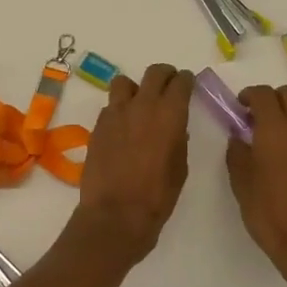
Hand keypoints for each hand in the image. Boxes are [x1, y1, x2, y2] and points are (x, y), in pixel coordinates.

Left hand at [72, 63, 193, 260]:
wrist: (116, 214)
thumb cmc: (157, 196)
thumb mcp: (180, 167)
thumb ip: (178, 139)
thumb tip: (174, 128)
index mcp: (169, 114)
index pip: (180, 82)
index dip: (186, 80)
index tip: (188, 84)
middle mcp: (142, 105)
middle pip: (154, 72)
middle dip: (165, 75)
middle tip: (169, 86)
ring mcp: (115, 113)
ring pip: (124, 83)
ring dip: (135, 89)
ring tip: (139, 105)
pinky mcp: (97, 126)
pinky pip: (110, 107)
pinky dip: (119, 110)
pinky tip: (122, 129)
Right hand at [226, 85, 286, 286]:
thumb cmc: (271, 215)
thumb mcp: (242, 186)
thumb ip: (238, 155)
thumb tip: (239, 138)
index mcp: (275, 130)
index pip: (263, 95)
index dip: (250, 95)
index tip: (241, 108)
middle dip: (272, 99)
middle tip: (258, 118)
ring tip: (283, 131)